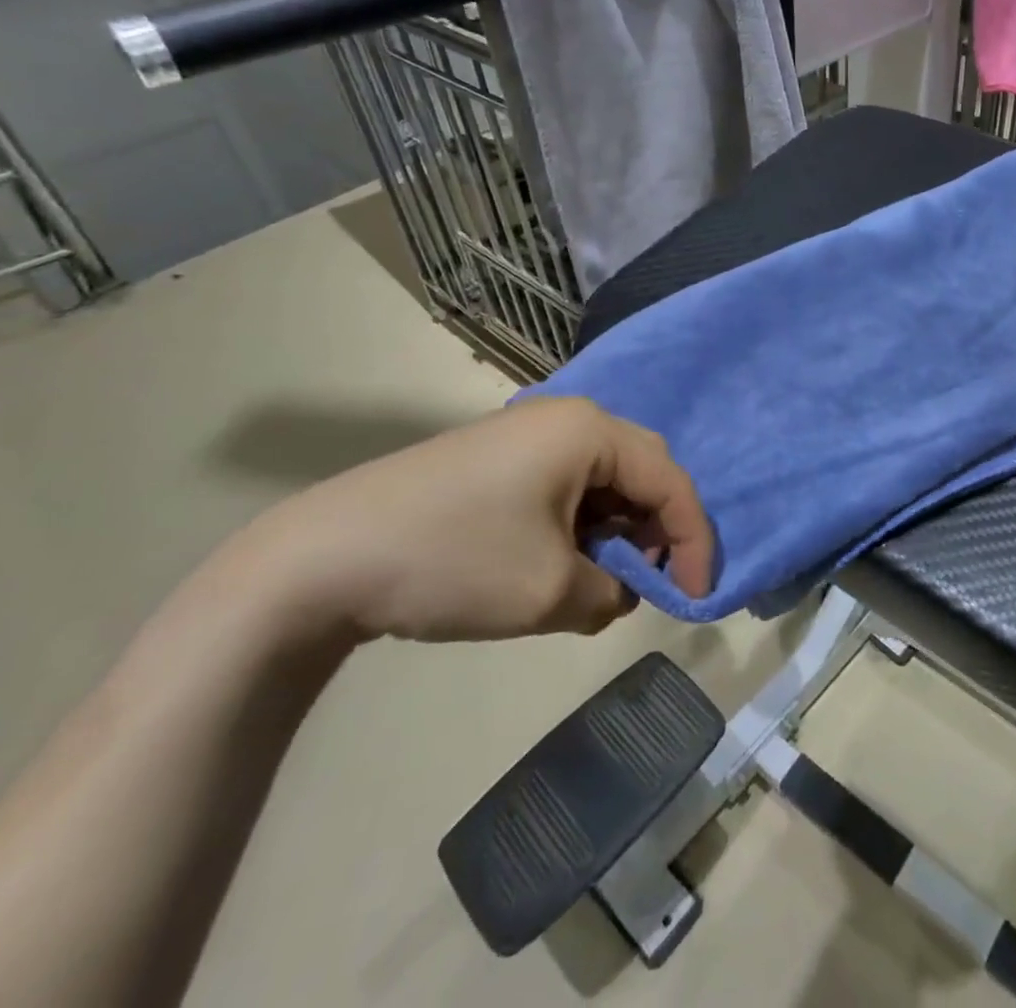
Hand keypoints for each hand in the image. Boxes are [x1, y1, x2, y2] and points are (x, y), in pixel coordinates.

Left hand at [238, 398, 713, 641]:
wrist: (319, 560)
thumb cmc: (455, 562)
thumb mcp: (551, 593)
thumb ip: (612, 593)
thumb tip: (619, 590)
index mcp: (589, 431)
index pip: (669, 480)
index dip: (694, 540)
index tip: (696, 596)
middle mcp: (566, 418)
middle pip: (640, 470)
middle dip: (657, 530)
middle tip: (655, 583)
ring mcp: (526, 434)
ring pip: (602, 478)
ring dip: (617, 530)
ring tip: (607, 582)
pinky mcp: (496, 458)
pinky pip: (565, 484)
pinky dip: (580, 524)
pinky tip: (563, 564)